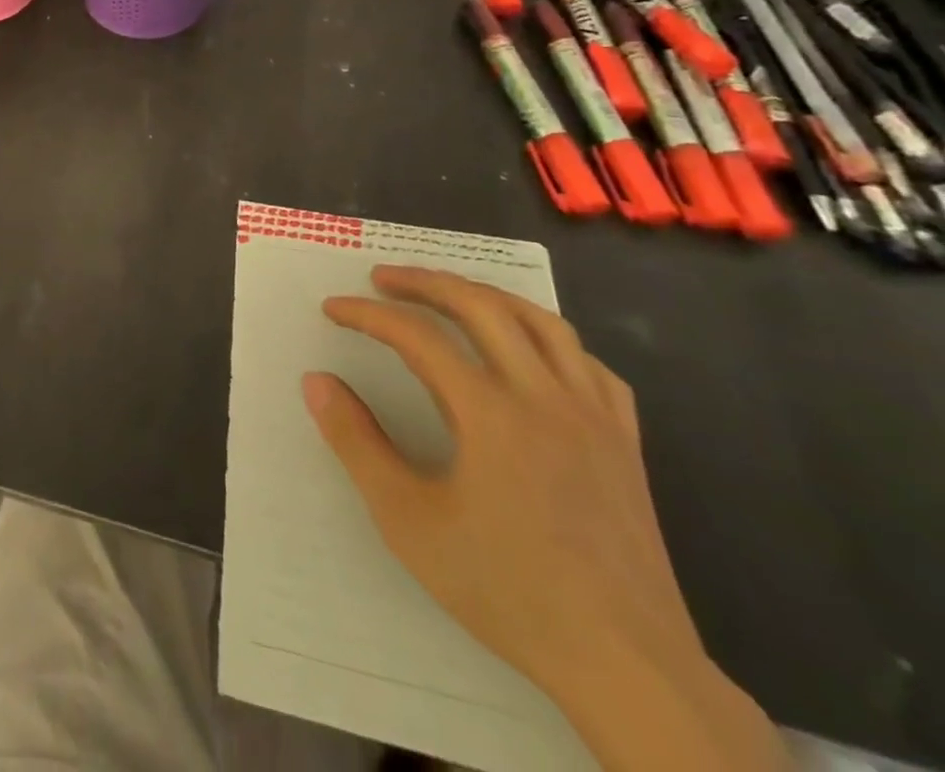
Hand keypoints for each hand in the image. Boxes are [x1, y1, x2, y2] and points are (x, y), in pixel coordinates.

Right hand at [303, 266, 784, 770]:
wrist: (627, 666)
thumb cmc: (506, 589)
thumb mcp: (407, 520)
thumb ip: (356, 442)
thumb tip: (316, 381)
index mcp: (491, 413)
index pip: (417, 335)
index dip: (368, 314)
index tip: (333, 309)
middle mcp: (545, 397)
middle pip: (482, 306)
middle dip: (425, 282)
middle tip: (383, 278)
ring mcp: (593, 417)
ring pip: (542, 322)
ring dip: (487, 296)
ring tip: (449, 294)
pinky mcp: (625, 443)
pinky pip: (589, 365)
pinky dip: (550, 339)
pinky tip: (530, 351)